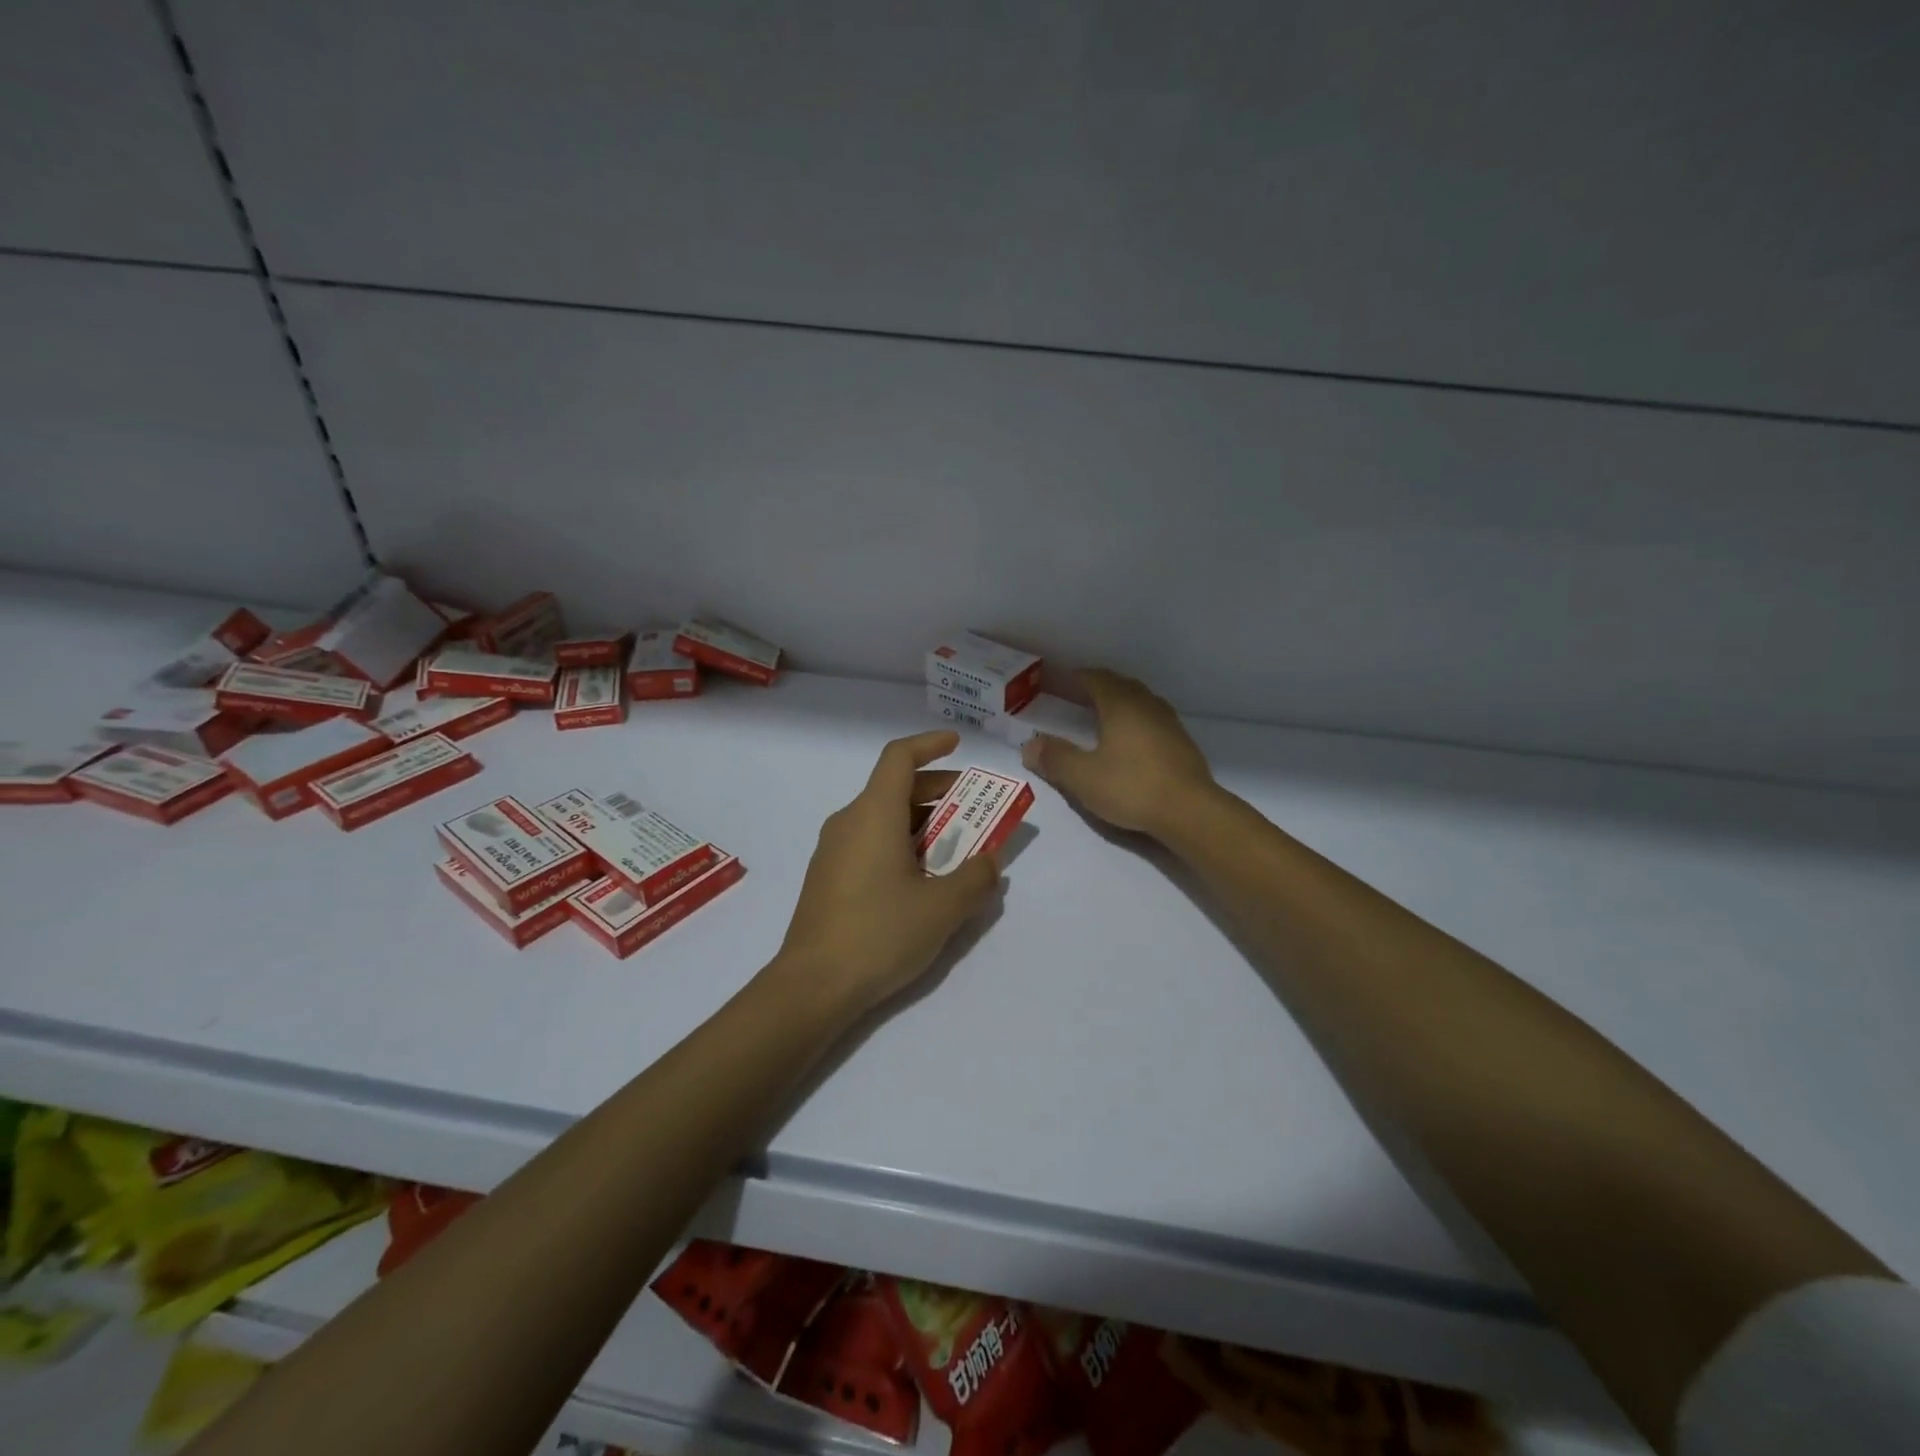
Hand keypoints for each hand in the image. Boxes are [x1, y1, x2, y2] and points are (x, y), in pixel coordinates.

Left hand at [773, 731, 1001, 1016]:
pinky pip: (869, 842)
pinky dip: (900, 843)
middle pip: (895, 788)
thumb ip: (976, 878)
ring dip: (922, 823)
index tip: (957, 746)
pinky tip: (921, 879)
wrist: (812, 986)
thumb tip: (989, 860)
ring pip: (883, 817)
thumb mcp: (943, 908)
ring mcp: (833, 850)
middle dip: (938, 792)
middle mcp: (849, 821)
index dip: (929, 745)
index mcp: (874, 814)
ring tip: (956, 849)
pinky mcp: (828, 877)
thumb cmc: (880, 934)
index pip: (899, 757)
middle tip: (975, 810)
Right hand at [1021, 669, 1214, 838]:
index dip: (1074, 678)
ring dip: (1119, 704)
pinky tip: (1129, 743)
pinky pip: (1152, 721)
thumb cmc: (1131, 787)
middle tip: (1076, 698)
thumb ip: (1055, 758)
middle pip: (1119, 685)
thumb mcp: (1082, 776)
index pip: (1094, 678)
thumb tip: (1029, 745)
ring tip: (1102, 718)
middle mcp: (1146, 705)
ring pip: (1139, 702)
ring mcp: (1169, 723)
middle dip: (1097, 688)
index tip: (1056, 682)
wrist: (1190, 811)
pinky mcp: (1182, 743)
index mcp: (1120, 704)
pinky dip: (1135, 722)